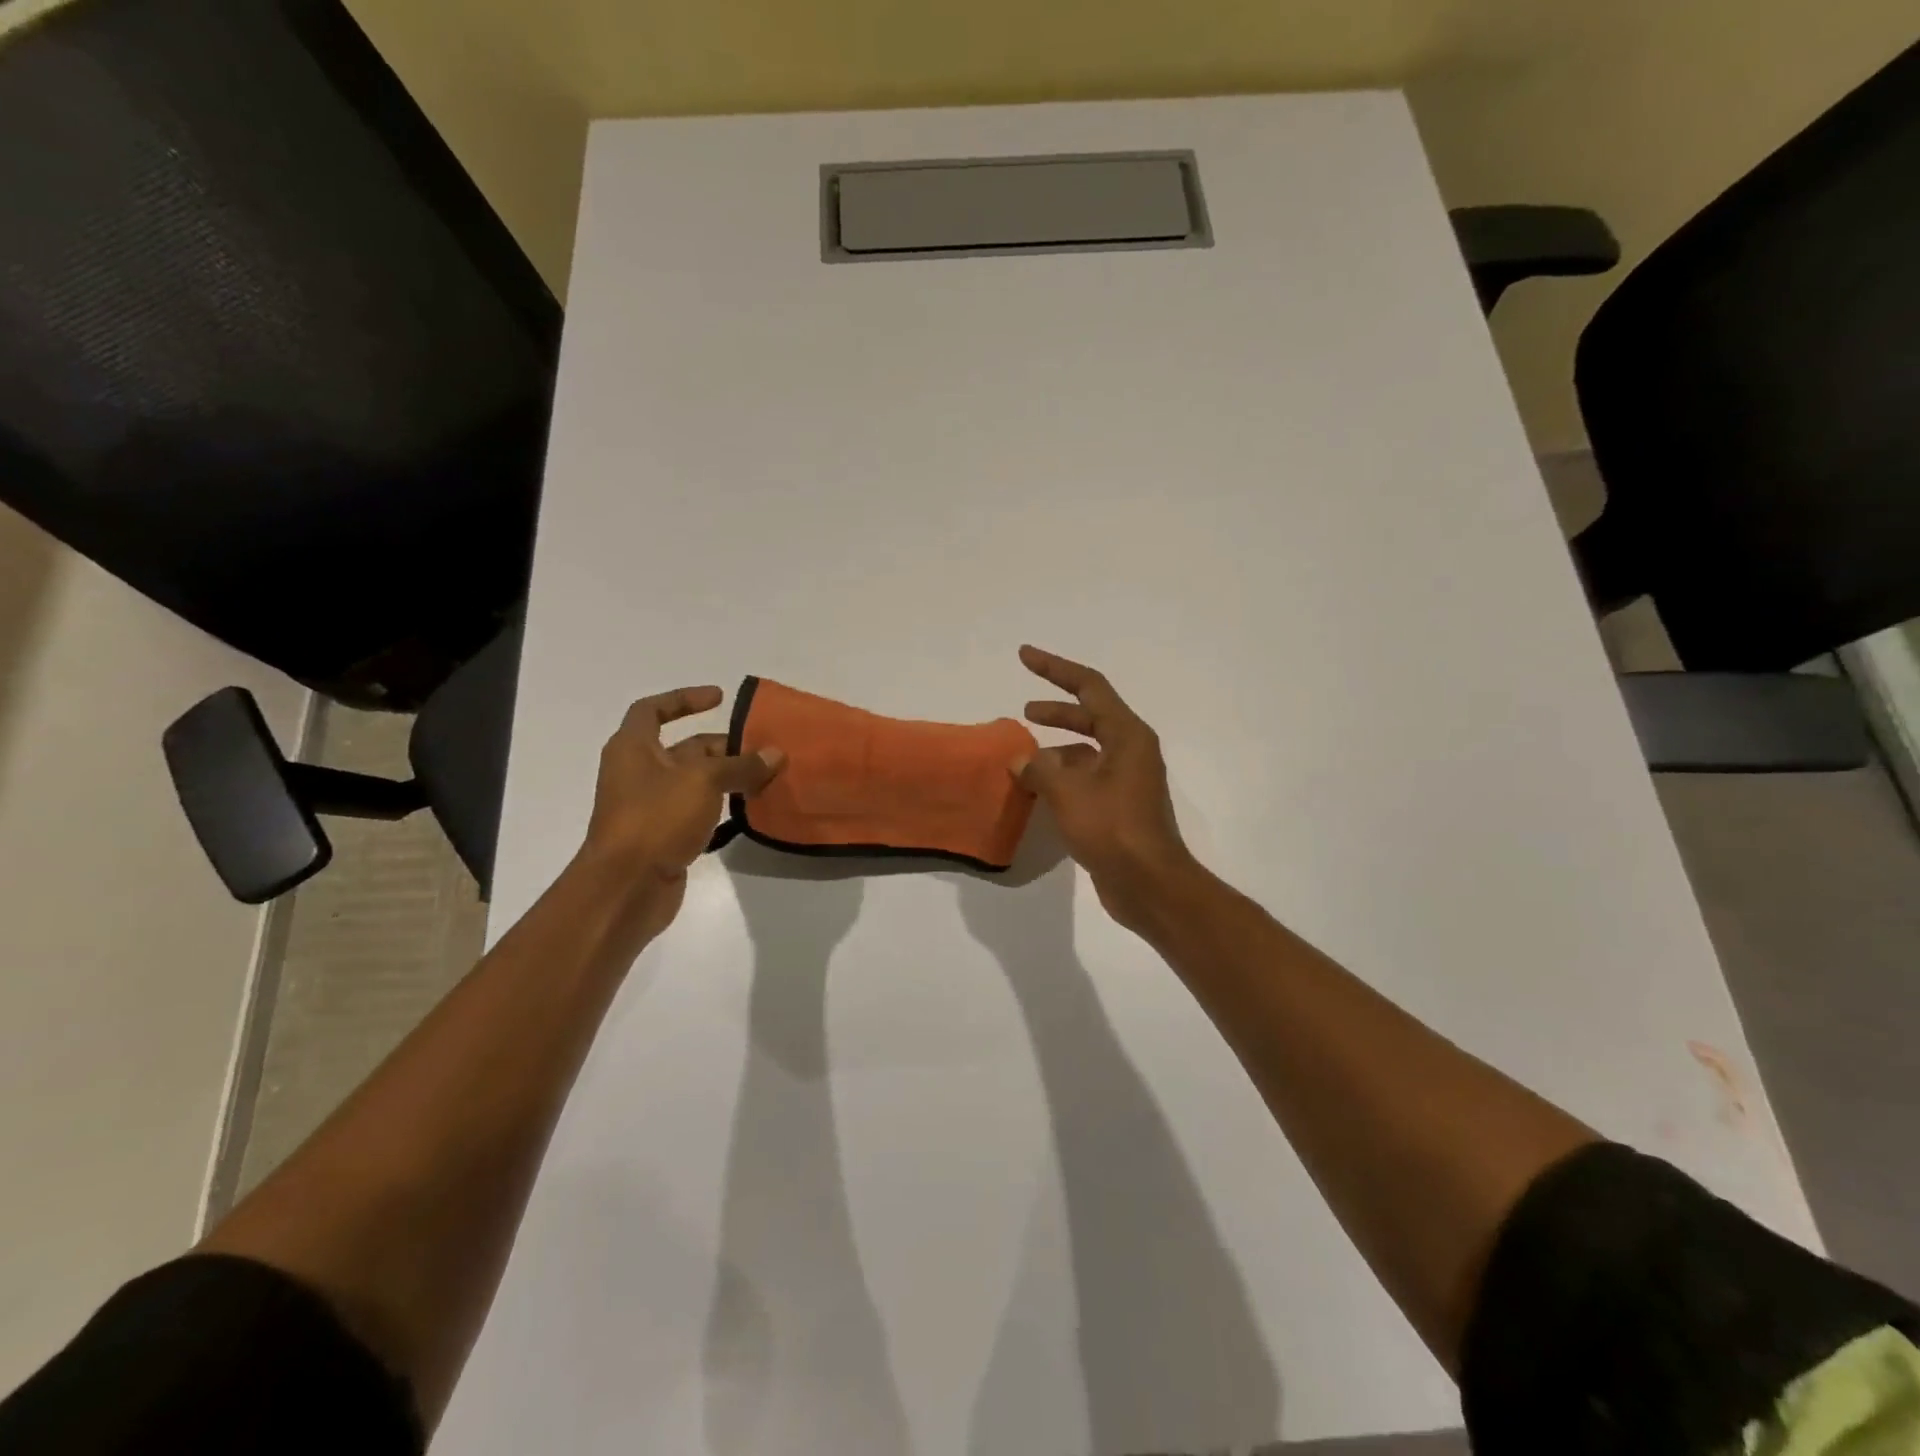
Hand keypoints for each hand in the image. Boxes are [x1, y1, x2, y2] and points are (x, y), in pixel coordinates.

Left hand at [578, 686, 783, 935]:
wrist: (626, 888)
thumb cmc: (656, 819)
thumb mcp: (703, 781)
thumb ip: (741, 765)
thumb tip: (776, 754)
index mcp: (633, 748)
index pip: (653, 710)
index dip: (684, 699)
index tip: (720, 699)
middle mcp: (638, 773)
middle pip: (683, 749)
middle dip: (722, 746)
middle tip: (762, 749)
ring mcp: (650, 807)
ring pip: (694, 782)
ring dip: (727, 778)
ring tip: (766, 777)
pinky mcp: (663, 836)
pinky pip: (697, 811)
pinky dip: (721, 806)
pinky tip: (749, 810)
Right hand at [1013, 646, 1201, 930]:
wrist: (1149, 884)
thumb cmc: (1112, 828)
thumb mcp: (1068, 792)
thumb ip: (1039, 769)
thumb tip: (1022, 761)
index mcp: (1127, 735)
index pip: (1089, 686)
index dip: (1054, 668)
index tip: (1024, 655)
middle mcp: (1131, 751)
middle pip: (1089, 716)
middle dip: (1055, 711)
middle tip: (1024, 712)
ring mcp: (1127, 781)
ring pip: (1086, 752)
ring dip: (1056, 751)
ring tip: (1023, 761)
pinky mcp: (1119, 807)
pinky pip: (1086, 779)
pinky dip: (1062, 778)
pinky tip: (1038, 793)